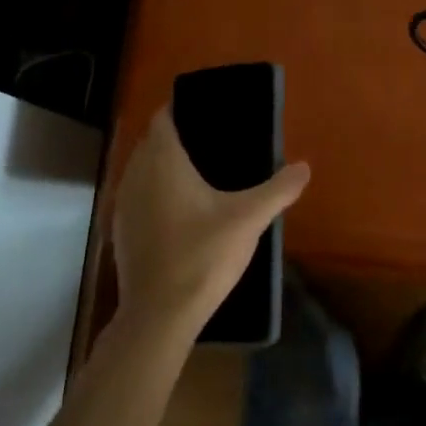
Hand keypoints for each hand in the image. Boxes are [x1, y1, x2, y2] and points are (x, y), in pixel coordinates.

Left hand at [112, 105, 311, 337]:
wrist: (159, 315)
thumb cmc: (202, 255)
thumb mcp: (248, 219)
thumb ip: (278, 190)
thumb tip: (305, 167)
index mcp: (163, 161)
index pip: (162, 119)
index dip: (180, 110)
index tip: (205, 112)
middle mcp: (136, 174)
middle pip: (151, 142)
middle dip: (175, 137)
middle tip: (210, 141)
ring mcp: (123, 204)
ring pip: (141, 170)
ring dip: (162, 166)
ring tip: (197, 174)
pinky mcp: (120, 231)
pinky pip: (137, 196)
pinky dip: (153, 193)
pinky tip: (178, 211)